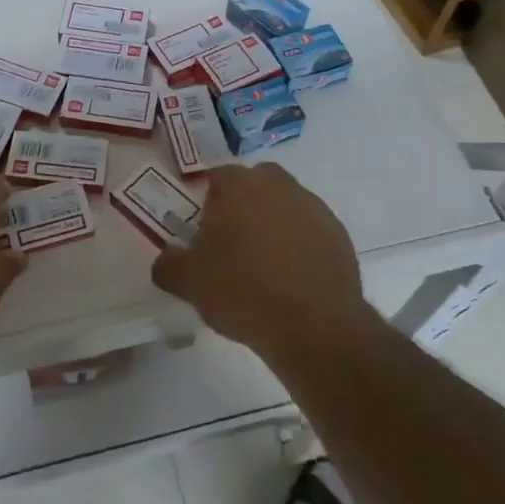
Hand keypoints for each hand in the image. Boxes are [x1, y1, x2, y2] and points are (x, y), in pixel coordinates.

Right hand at [152, 164, 373, 359]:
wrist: (313, 325)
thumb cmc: (241, 291)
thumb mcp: (189, 282)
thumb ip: (168, 265)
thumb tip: (166, 259)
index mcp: (237, 185)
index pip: (215, 178)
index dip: (207, 203)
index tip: (204, 233)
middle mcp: (277, 184)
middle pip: (253, 186)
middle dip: (243, 207)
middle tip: (233, 246)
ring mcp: (312, 206)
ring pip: (284, 206)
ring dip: (273, 225)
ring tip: (264, 267)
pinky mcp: (338, 233)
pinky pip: (310, 231)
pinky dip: (300, 246)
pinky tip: (292, 279)